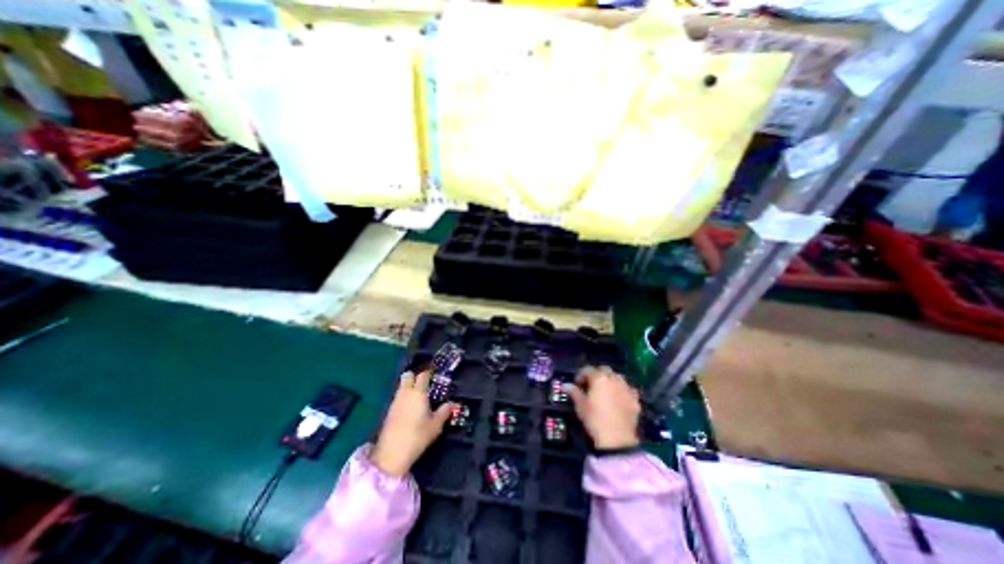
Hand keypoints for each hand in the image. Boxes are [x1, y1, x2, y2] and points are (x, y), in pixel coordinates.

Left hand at [367, 371, 456, 476]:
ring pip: (402, 386)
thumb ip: (444, 411)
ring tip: (419, 395)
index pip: (423, 375)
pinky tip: (410, 407)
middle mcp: (405, 393)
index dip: (429, 372)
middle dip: (415, 376)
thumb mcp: (436, 425)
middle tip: (425, 382)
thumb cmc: (417, 436)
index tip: (435, 373)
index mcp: (418, 392)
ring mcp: (395, 402)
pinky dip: (404, 397)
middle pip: (408, 376)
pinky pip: (398, 397)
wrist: (391, 454)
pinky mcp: (388, 411)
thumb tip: (453, 403)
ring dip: (409, 387)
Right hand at [567, 366, 636, 447]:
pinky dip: (622, 390)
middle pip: (604, 370)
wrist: (617, 439)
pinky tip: (619, 398)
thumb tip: (566, 385)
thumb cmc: (594, 419)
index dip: (581, 375)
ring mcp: (626, 388)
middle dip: (597, 374)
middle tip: (591, 385)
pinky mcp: (635, 399)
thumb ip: (574, 392)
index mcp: (599, 378)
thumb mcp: (580, 405)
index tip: (577, 384)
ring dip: (610, 380)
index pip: (587, 369)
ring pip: (617, 377)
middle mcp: (613, 378)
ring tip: (605, 390)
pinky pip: (628, 389)